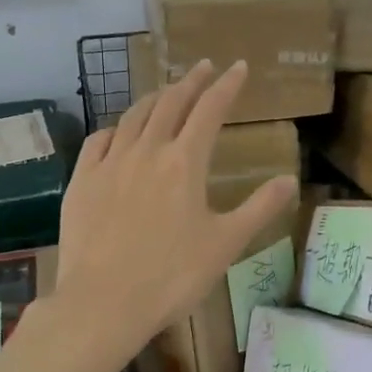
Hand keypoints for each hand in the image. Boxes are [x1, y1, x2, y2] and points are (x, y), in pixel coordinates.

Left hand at [55, 59, 297, 357]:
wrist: (102, 304)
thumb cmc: (172, 275)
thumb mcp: (226, 243)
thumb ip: (260, 207)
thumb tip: (290, 179)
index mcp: (185, 162)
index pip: (210, 110)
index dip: (226, 85)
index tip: (238, 67)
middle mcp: (147, 151)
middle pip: (171, 103)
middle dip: (191, 81)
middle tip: (203, 67)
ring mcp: (110, 164)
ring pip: (134, 116)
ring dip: (155, 98)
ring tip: (166, 91)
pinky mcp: (81, 182)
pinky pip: (99, 140)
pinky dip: (116, 127)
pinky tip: (118, 131)